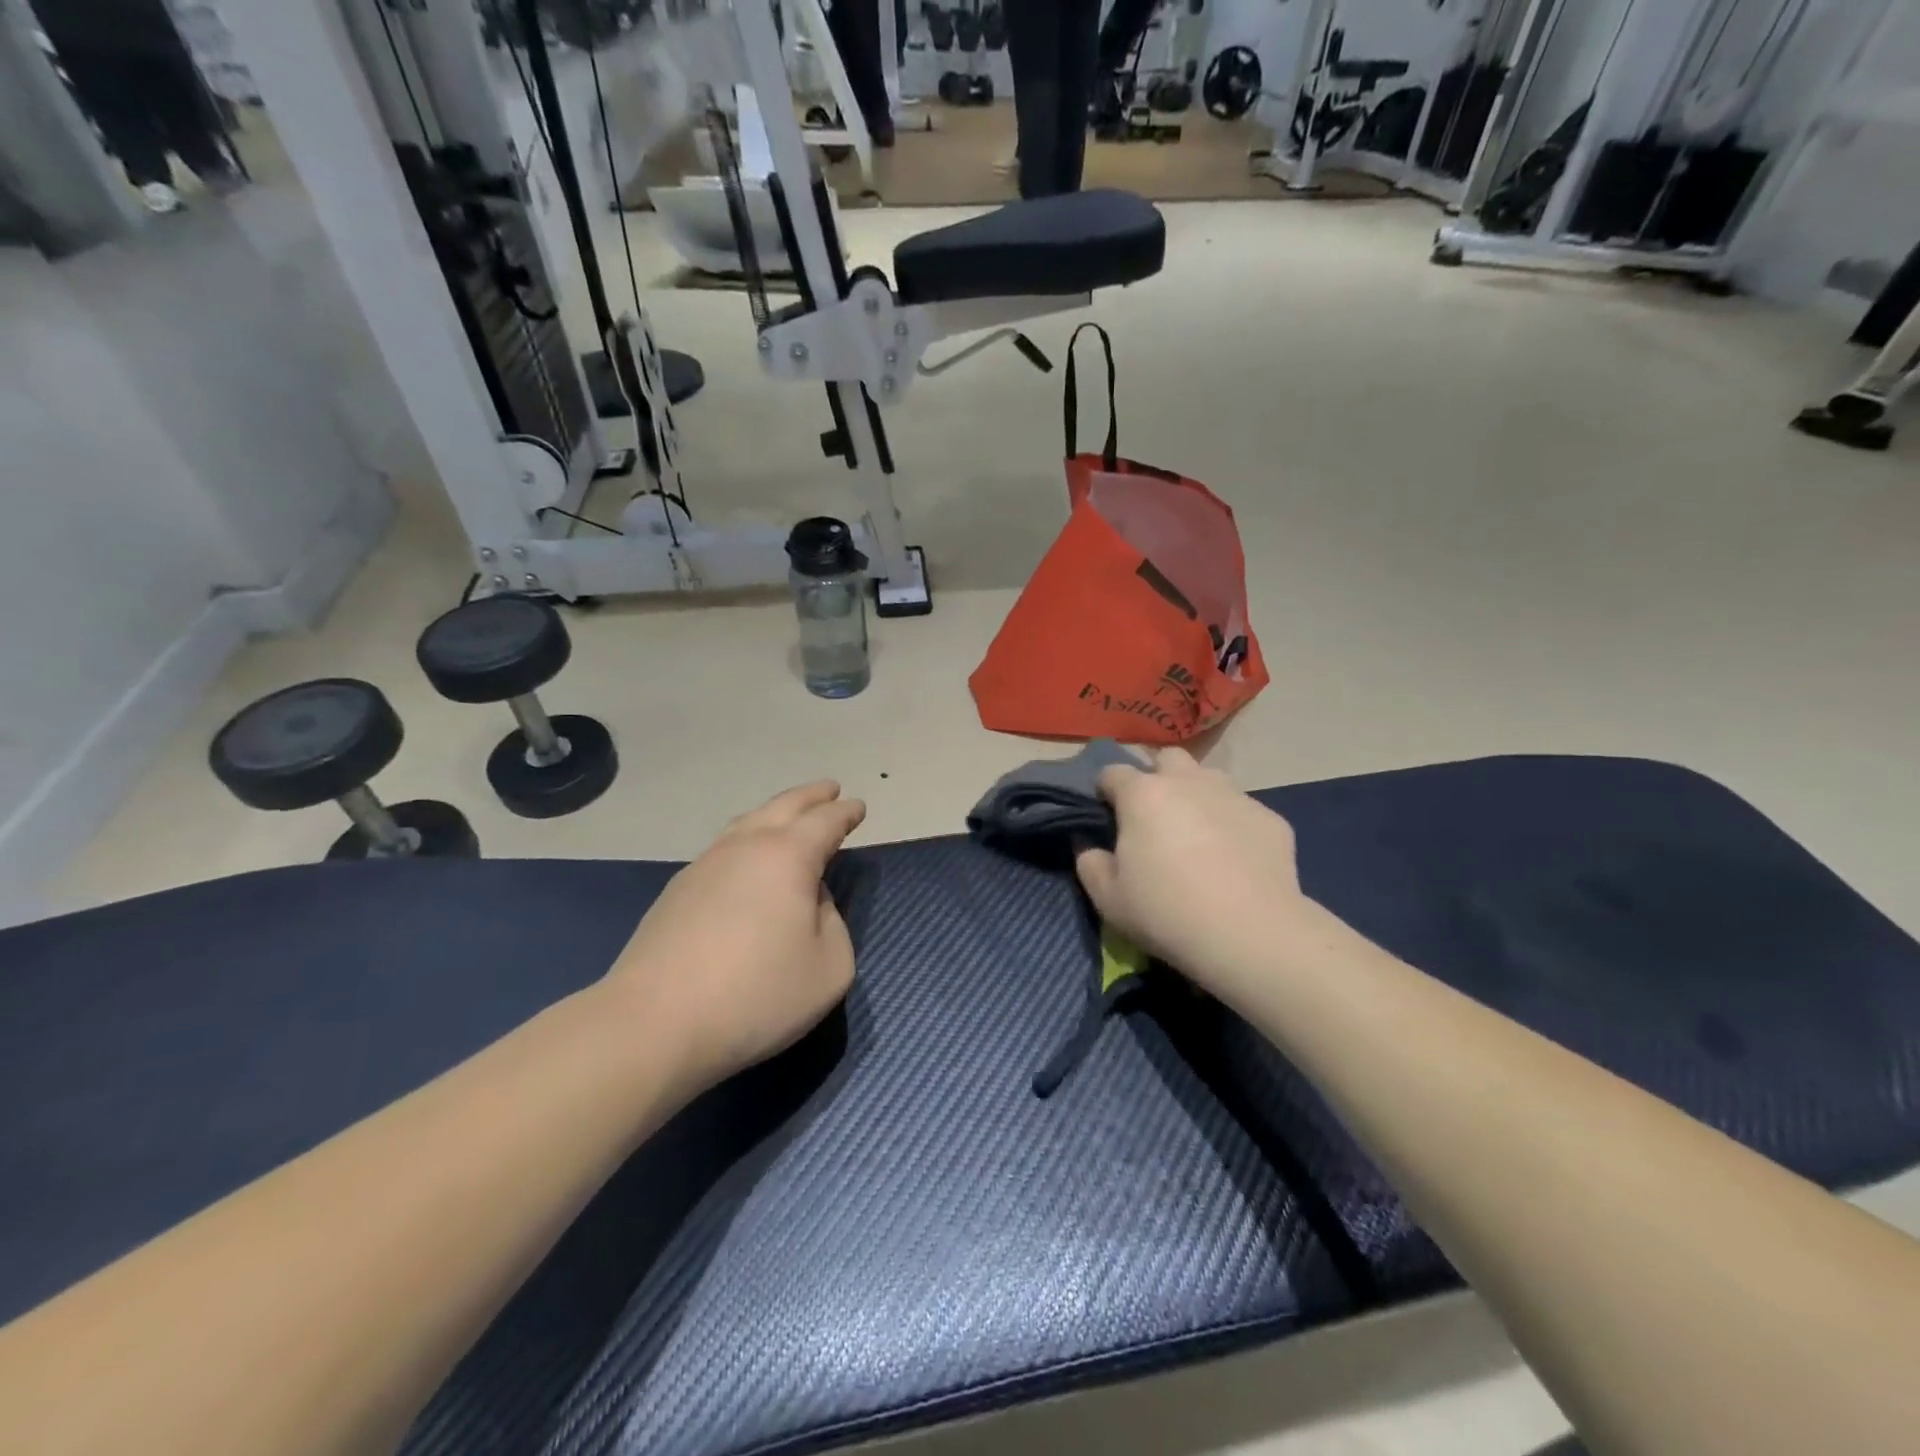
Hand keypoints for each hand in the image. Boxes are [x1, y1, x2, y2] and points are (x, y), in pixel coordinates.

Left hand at [607, 781, 865, 1087]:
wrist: (654, 1024)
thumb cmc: (756, 996)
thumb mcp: (829, 968)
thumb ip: (834, 924)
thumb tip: (811, 901)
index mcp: (788, 857)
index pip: (825, 822)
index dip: (844, 813)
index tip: (858, 806)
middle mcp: (745, 847)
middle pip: (783, 807)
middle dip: (811, 797)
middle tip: (829, 790)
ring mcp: (704, 866)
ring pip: (746, 823)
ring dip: (774, 813)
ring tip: (788, 816)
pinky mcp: (677, 892)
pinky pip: (723, 848)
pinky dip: (746, 840)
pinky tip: (746, 859)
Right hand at [1074, 748, 1313, 1004]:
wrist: (1250, 934)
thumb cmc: (1166, 912)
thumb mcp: (1108, 898)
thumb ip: (1089, 863)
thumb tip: (1090, 845)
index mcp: (1143, 795)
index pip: (1112, 772)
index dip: (1105, 791)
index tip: (1107, 817)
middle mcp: (1188, 782)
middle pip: (1167, 759)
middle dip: (1158, 777)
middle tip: (1155, 817)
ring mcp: (1234, 796)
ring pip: (1209, 779)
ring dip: (1197, 796)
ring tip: (1198, 834)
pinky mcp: (1270, 818)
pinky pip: (1242, 811)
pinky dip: (1233, 825)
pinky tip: (1235, 860)